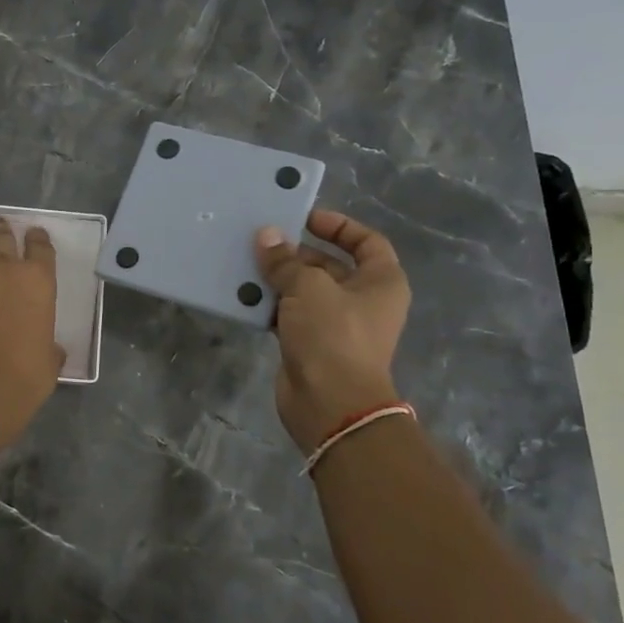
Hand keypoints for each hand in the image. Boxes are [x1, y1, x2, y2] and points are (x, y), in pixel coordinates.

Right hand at [256, 210, 411, 453]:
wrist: (330, 404)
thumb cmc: (333, 336)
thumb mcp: (308, 288)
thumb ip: (285, 261)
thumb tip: (266, 235)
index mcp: (380, 281)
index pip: (366, 241)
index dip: (338, 225)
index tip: (304, 218)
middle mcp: (363, 300)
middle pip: (330, 265)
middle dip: (296, 253)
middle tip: (261, 241)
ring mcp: (336, 325)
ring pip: (305, 291)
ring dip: (278, 279)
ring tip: (246, 263)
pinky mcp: (311, 345)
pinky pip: (289, 315)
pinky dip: (269, 306)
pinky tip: (243, 296)